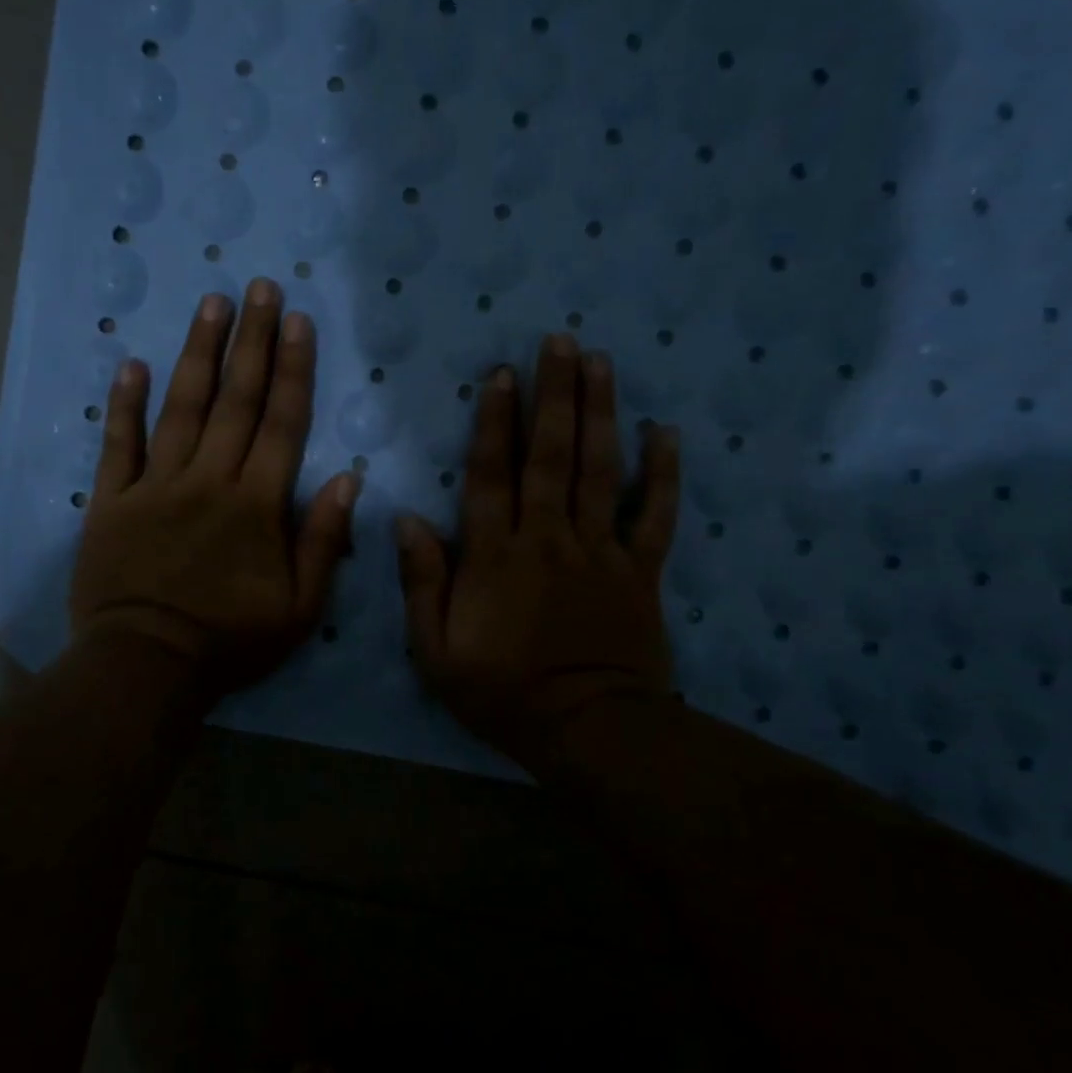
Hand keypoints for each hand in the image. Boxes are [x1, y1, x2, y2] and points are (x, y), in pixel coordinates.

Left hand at [71, 280, 358, 702]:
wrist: (146, 666)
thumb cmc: (230, 641)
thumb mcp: (299, 607)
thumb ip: (323, 540)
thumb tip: (348, 479)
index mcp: (256, 503)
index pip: (282, 422)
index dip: (293, 369)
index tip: (298, 321)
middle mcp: (208, 479)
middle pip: (235, 400)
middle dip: (251, 340)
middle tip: (259, 288)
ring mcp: (155, 486)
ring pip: (180, 408)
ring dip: (197, 353)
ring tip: (210, 304)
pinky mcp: (111, 501)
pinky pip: (118, 445)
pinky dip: (123, 404)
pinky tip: (130, 363)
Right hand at [396, 333, 680, 769]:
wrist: (588, 730)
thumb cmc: (503, 692)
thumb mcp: (436, 651)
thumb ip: (421, 583)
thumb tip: (406, 520)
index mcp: (495, 556)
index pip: (492, 474)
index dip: (494, 421)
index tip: (500, 374)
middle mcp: (548, 538)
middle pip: (550, 455)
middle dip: (553, 395)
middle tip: (560, 342)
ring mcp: (600, 551)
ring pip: (600, 470)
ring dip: (600, 413)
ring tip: (601, 363)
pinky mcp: (640, 571)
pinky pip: (654, 515)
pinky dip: (662, 474)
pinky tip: (666, 432)